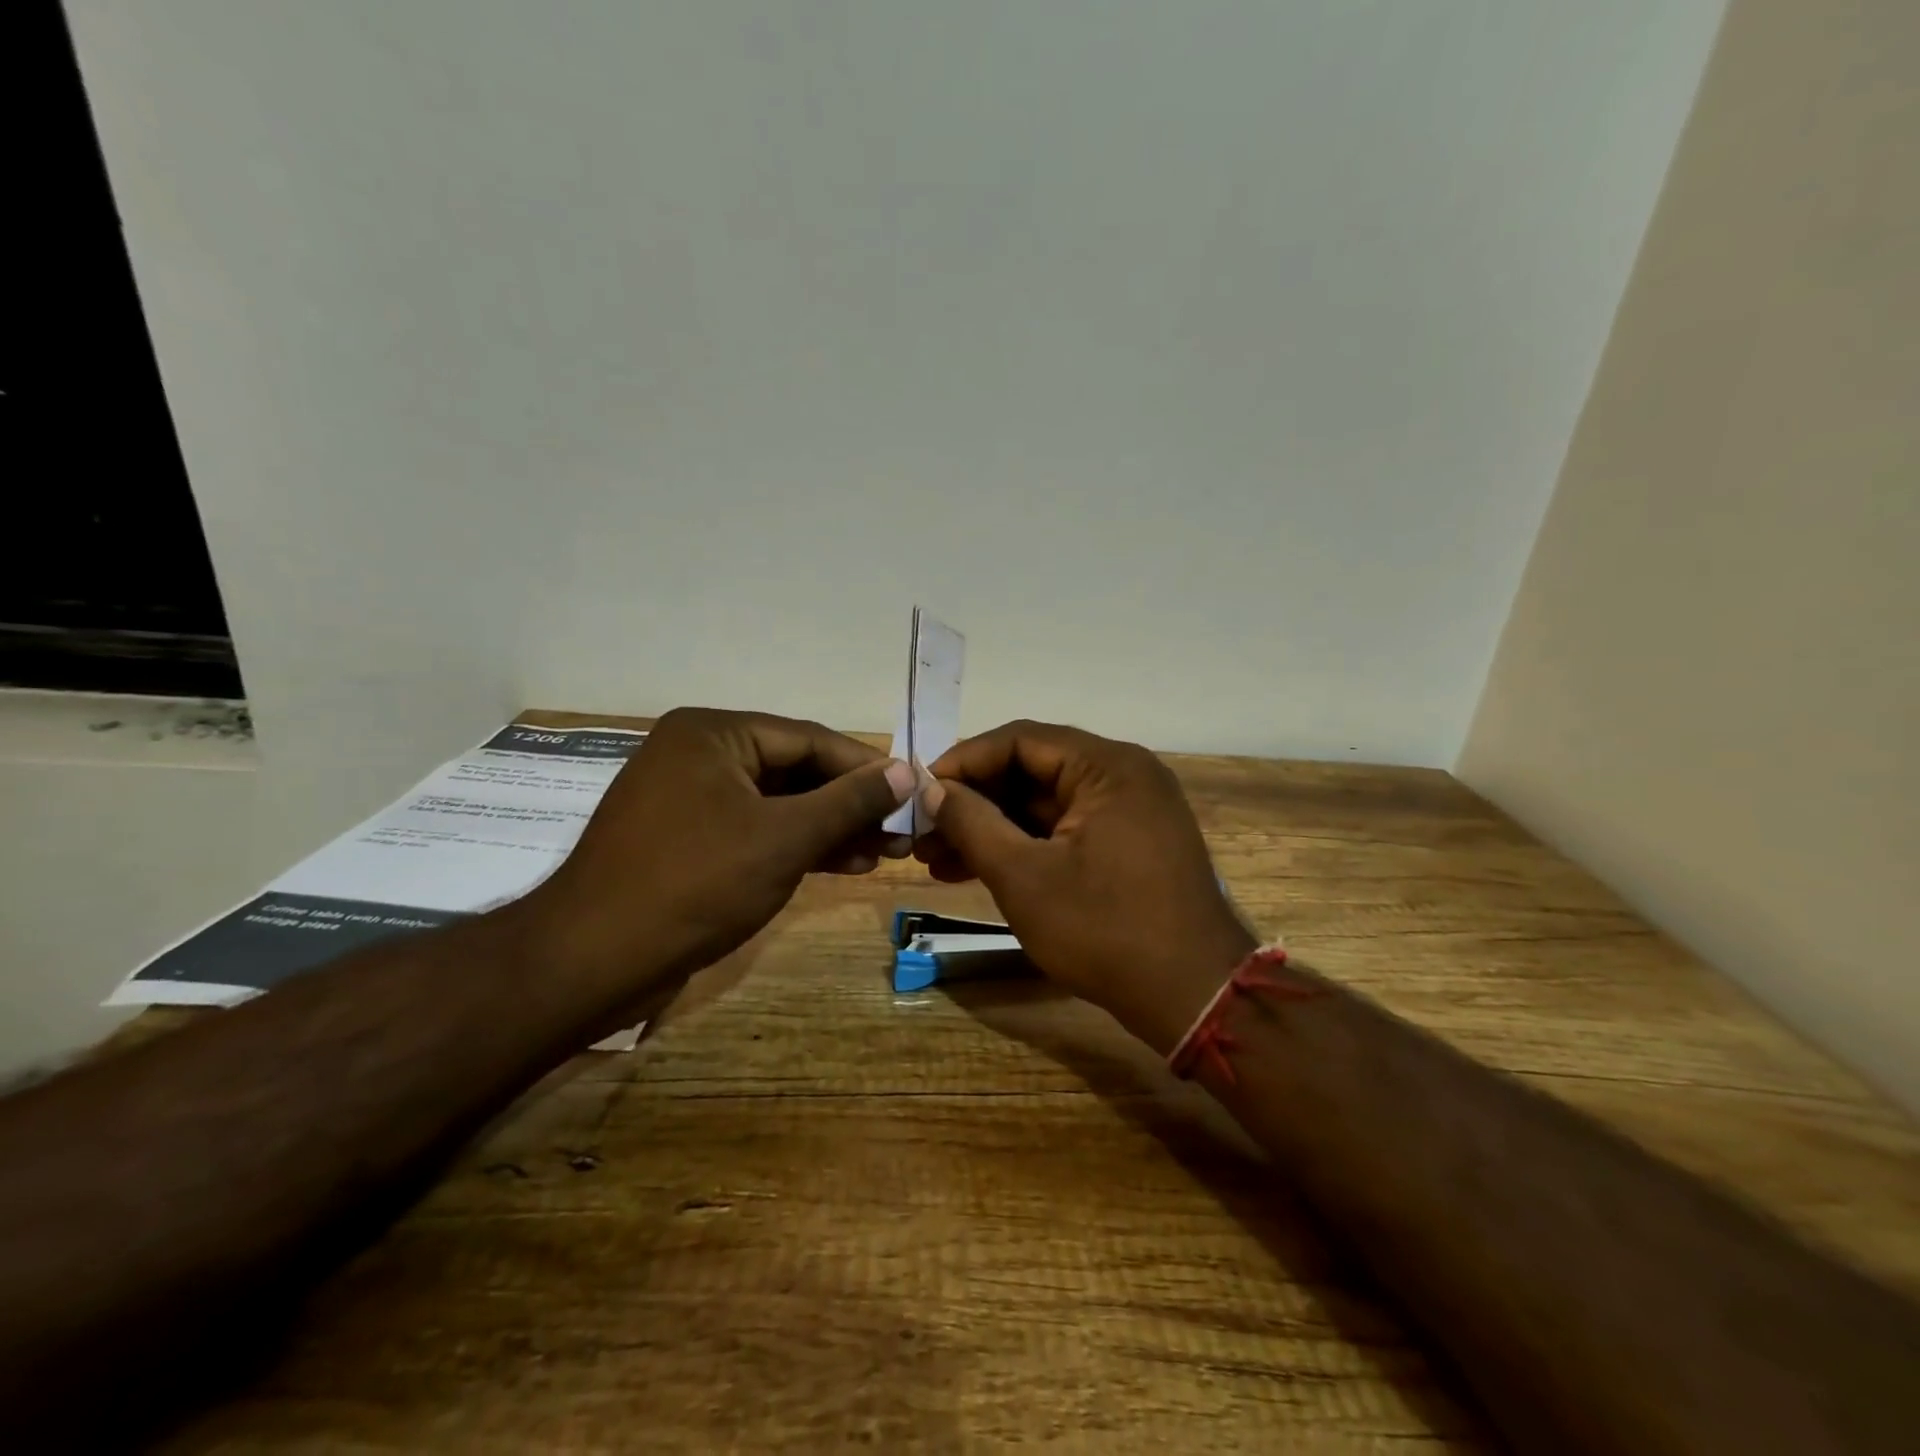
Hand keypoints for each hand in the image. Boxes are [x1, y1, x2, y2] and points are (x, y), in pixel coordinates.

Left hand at [521, 708, 914, 1009]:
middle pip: (795, 770)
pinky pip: (756, 829)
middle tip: (900, 832)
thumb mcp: (784, 838)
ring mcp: (691, 798)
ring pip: (779, 804)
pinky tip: (842, 865)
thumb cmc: (696, 883)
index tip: (912, 793)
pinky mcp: (688, 839)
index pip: (809, 739)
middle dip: (850, 804)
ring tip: (883, 854)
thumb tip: (906, 770)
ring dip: (830, 828)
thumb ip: (849, 801)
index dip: (866, 768)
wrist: (594, 961)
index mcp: (714, 732)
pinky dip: (797, 846)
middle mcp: (700, 753)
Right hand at [916, 721, 1254, 1051]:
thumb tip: (932, 788)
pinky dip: (1025, 846)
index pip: (1020, 739)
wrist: (1194, 998)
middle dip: (974, 802)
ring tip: (938, 860)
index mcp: (1108, 766)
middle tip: (924, 834)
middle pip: (1032, 770)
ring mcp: (1131, 810)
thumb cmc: (1105, 930)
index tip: (920, 793)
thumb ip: (972, 823)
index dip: (963, 762)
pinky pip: (1066, 830)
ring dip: (993, 829)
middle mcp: (1124, 775)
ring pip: (1046, 804)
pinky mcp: (1130, 844)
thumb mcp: (1024, 876)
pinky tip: (978, 870)